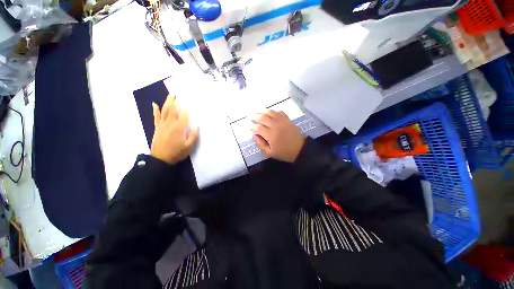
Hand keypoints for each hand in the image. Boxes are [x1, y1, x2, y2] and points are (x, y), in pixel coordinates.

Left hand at [150, 96, 198, 164]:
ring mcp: (162, 124)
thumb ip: (194, 136)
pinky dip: (155, 110)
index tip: (192, 103)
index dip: (188, 109)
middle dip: (176, 101)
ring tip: (170, 95)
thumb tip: (197, 126)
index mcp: (180, 128)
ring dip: (167, 102)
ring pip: (165, 110)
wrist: (160, 158)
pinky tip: (155, 104)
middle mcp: (171, 123)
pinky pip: (156, 117)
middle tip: (178, 93)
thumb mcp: (189, 146)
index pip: (185, 115)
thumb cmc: (177, 152)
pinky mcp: (157, 127)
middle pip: (173, 109)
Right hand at [250, 110, 304, 162]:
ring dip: (262, 111)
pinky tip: (269, 113)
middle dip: (254, 117)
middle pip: (262, 117)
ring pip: (270, 112)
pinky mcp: (287, 119)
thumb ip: (260, 144)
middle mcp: (276, 126)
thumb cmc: (284, 153)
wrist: (300, 149)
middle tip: (250, 117)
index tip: (250, 126)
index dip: (252, 126)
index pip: (258, 128)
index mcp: (271, 135)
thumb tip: (254, 135)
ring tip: (257, 112)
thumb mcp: (270, 153)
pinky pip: (278, 112)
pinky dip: (272, 111)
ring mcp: (282, 121)